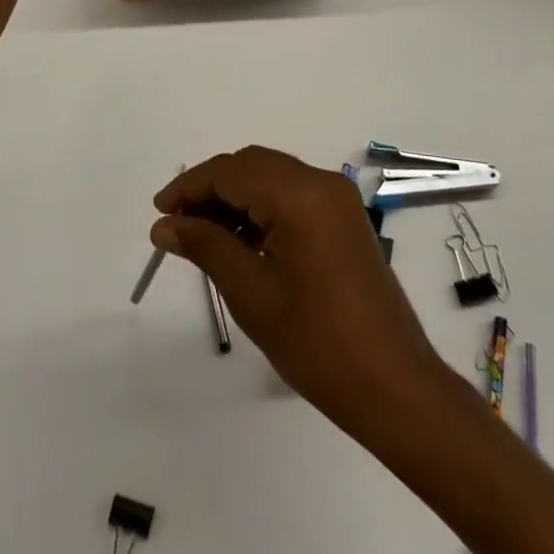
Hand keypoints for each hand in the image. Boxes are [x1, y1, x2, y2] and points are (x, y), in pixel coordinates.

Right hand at [152, 147, 446, 433]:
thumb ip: (206, 246)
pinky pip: (293, 196)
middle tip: (177, 225)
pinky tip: (241, 242)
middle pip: (252, 166)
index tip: (160, 213)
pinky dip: (262, 209)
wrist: (394, 387)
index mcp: (300, 194)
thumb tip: (164, 225)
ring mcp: (338, 200)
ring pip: (272, 178)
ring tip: (203, 237)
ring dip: (236, 198)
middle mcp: (321, 183)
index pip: (231, 171)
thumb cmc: (317, 342)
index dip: (190, 187)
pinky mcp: (345, 220)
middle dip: (211, 189)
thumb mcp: (251, 292)